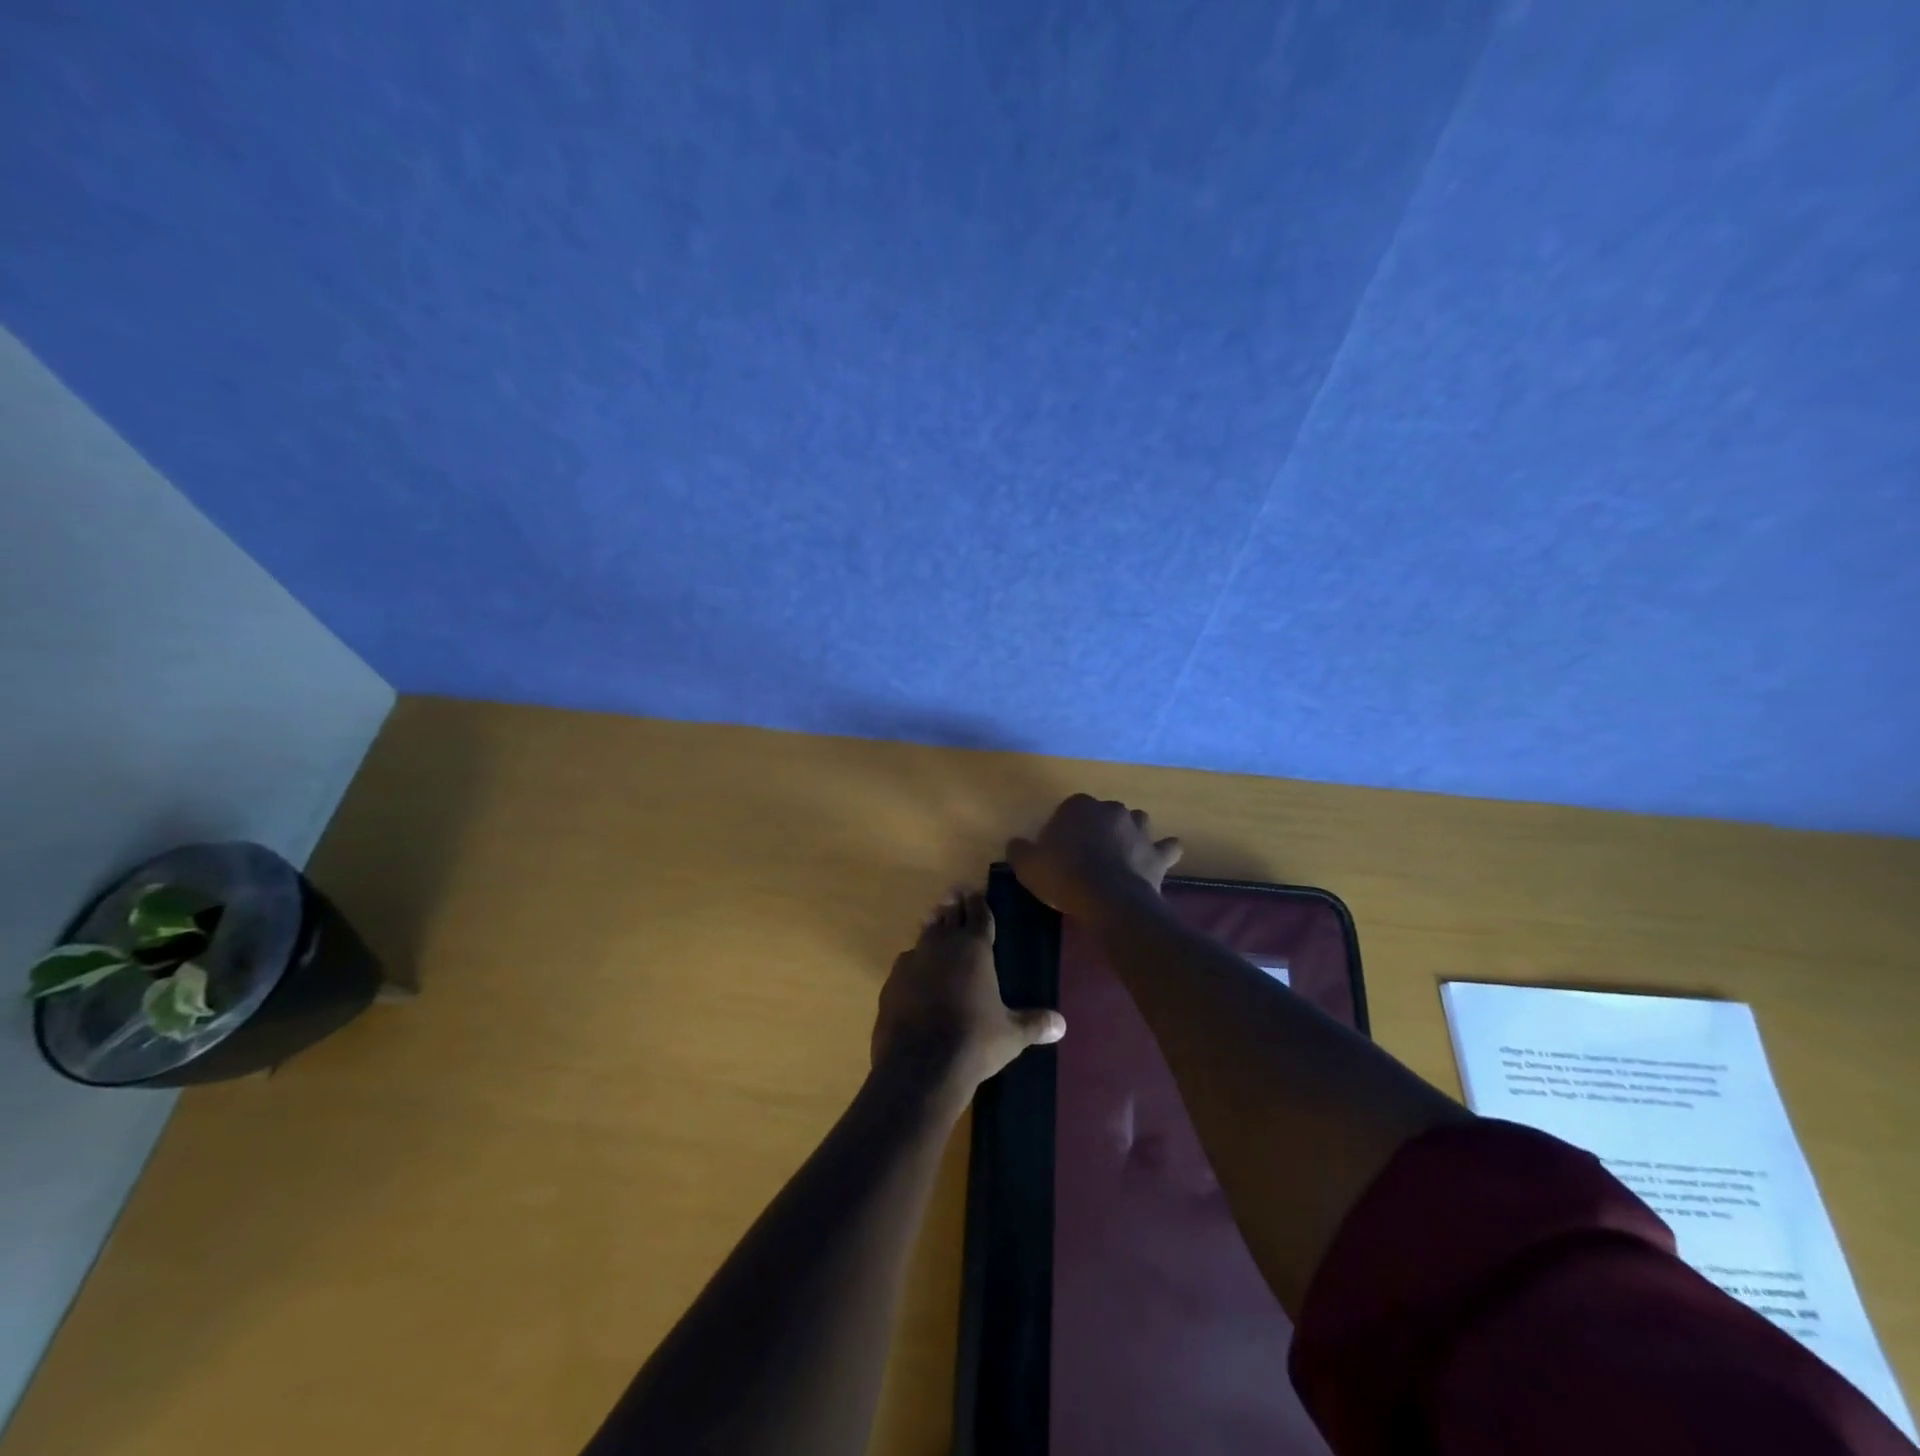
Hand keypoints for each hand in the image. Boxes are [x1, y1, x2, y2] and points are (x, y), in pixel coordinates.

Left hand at [872, 889, 1064, 1103]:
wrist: (920, 1066)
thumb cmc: (974, 1042)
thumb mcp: (1011, 1035)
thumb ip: (1034, 1023)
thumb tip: (1062, 1024)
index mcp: (974, 948)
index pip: (979, 914)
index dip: (979, 902)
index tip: (976, 892)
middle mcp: (942, 945)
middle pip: (948, 916)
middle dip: (953, 906)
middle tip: (955, 894)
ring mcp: (912, 962)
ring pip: (924, 936)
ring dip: (932, 929)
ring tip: (934, 922)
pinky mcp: (891, 983)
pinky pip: (906, 965)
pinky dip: (914, 964)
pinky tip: (916, 973)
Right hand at [1006, 794, 1183, 925]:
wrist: (1107, 899)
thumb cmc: (1063, 876)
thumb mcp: (1027, 865)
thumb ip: (1019, 850)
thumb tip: (1016, 844)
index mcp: (1079, 806)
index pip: (1069, 809)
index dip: (1064, 829)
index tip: (1058, 851)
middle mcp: (1111, 810)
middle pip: (1103, 814)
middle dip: (1098, 829)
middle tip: (1087, 856)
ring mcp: (1139, 829)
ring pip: (1137, 822)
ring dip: (1131, 834)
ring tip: (1121, 855)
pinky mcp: (1157, 853)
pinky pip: (1167, 847)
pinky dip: (1164, 852)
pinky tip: (1157, 860)